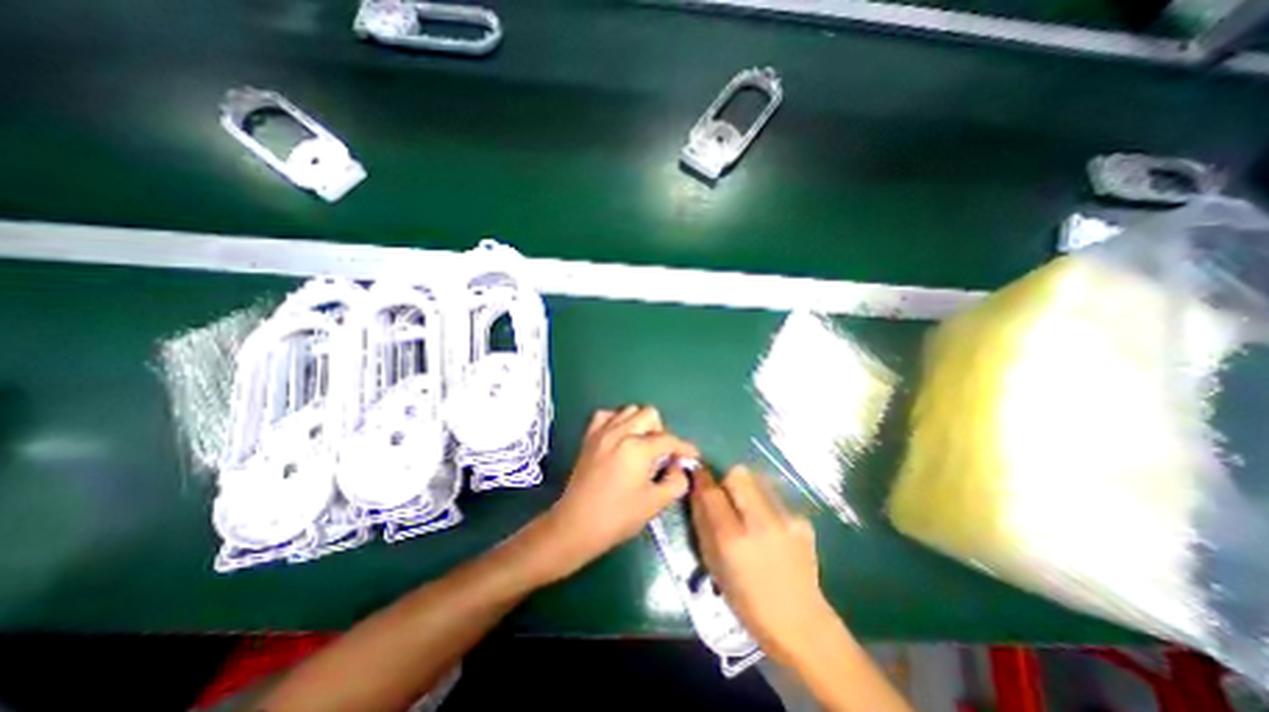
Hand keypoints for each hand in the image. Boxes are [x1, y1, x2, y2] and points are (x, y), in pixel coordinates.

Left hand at [537, 407, 697, 577]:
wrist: (576, 524)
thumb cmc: (617, 517)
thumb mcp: (654, 503)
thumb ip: (675, 482)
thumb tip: (679, 468)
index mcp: (638, 448)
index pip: (669, 439)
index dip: (684, 448)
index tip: (692, 456)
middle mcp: (620, 432)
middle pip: (650, 414)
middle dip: (661, 431)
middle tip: (661, 454)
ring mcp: (602, 431)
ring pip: (629, 410)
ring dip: (641, 424)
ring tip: (641, 445)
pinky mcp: (589, 436)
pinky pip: (606, 415)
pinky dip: (617, 421)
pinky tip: (620, 437)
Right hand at [692, 466, 835, 660]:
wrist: (800, 622)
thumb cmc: (746, 599)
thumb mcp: (713, 564)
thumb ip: (702, 522)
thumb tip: (696, 489)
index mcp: (733, 539)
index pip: (712, 492)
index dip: (701, 478)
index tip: (697, 473)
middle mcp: (760, 523)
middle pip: (738, 474)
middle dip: (727, 480)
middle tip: (725, 496)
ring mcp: (786, 519)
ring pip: (758, 479)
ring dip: (747, 488)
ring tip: (748, 510)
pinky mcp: (802, 520)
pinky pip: (775, 496)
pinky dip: (765, 503)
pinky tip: (769, 526)